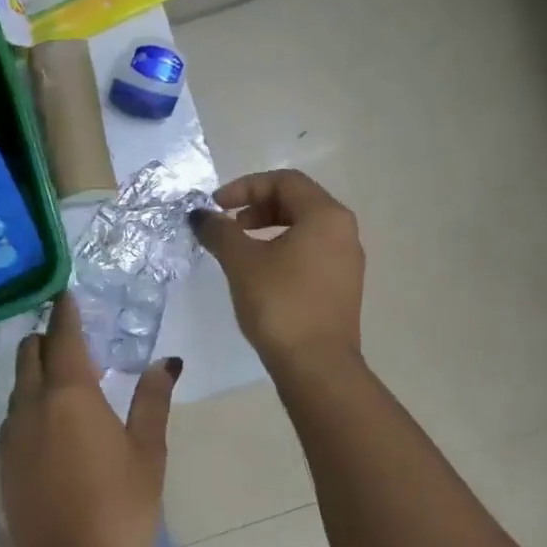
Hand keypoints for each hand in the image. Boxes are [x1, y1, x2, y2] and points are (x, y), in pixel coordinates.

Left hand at [0, 293, 179, 546]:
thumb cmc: (122, 509)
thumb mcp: (148, 453)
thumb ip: (152, 400)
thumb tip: (165, 361)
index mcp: (69, 394)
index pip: (63, 335)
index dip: (66, 311)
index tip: (68, 293)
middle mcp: (31, 404)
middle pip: (30, 353)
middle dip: (49, 337)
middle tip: (77, 340)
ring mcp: (11, 434)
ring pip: (19, 384)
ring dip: (38, 370)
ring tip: (70, 379)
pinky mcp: (3, 460)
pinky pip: (14, 413)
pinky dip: (30, 400)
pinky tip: (54, 419)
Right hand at [192, 169, 364, 374]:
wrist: (316, 365)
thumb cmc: (279, 303)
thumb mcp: (241, 262)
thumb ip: (219, 231)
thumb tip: (200, 215)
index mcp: (325, 216)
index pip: (284, 181)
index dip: (245, 187)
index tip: (216, 206)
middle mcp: (343, 231)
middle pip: (296, 201)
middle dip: (256, 207)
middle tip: (227, 225)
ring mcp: (346, 260)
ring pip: (303, 228)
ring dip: (267, 229)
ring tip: (239, 249)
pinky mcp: (341, 286)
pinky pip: (310, 252)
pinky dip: (282, 250)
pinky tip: (259, 273)